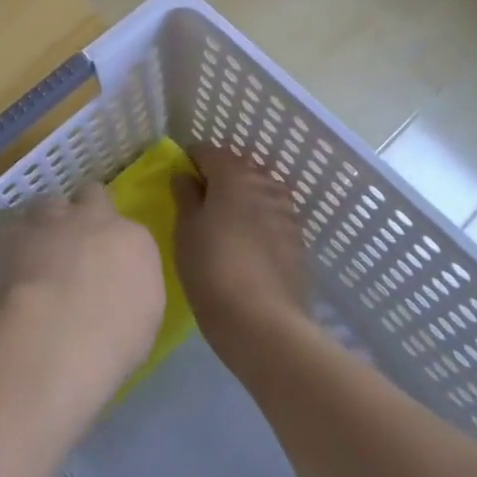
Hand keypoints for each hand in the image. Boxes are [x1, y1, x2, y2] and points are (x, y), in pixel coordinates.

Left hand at [0, 185, 164, 408]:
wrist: (56, 335)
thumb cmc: (112, 342)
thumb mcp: (142, 320)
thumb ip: (129, 289)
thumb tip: (114, 287)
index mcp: (133, 240)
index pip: (127, 230)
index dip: (113, 246)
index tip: (105, 267)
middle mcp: (94, 217)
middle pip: (91, 196)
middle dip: (84, 213)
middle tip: (74, 246)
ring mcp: (51, 219)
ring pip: (48, 205)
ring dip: (46, 225)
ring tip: (36, 258)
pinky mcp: (12, 230)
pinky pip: (11, 230)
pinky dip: (10, 247)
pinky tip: (6, 274)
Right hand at [173, 146, 310, 372]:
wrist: (263, 324)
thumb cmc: (212, 269)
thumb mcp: (185, 230)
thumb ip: (185, 196)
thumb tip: (185, 176)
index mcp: (233, 174)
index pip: (208, 151)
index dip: (190, 161)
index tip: (178, 180)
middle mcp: (264, 183)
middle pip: (237, 168)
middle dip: (218, 178)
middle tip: (199, 203)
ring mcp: (286, 211)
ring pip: (258, 192)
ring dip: (241, 199)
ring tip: (224, 224)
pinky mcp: (298, 239)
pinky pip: (272, 217)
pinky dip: (258, 221)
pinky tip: (247, 246)